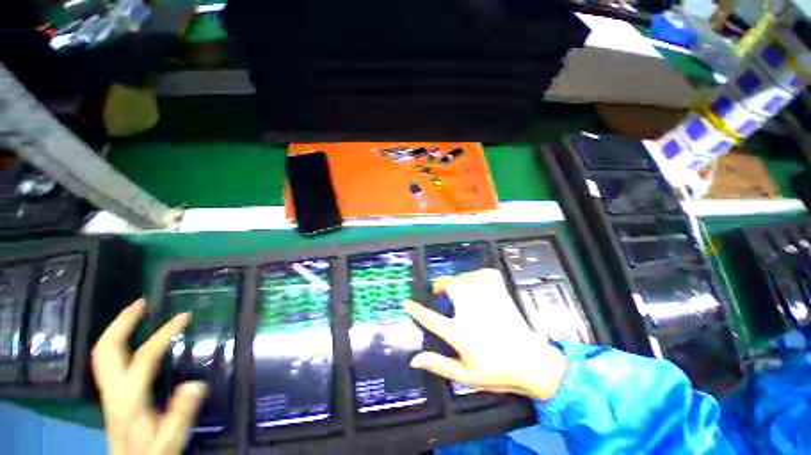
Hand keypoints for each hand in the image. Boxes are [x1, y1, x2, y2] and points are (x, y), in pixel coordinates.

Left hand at [92, 298, 207, 454]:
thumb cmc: (152, 453)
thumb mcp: (170, 440)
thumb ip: (181, 414)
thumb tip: (196, 383)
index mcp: (129, 399)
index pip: (144, 358)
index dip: (163, 334)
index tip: (184, 316)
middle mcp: (114, 391)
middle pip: (106, 350)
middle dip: (121, 322)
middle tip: (141, 303)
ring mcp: (109, 393)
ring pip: (102, 355)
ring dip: (116, 330)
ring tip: (135, 314)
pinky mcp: (112, 395)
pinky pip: (107, 362)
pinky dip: (116, 344)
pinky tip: (130, 342)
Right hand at [404, 269, 566, 400]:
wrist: (533, 365)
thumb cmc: (497, 372)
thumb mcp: (465, 376)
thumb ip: (439, 365)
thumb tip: (414, 360)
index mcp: (460, 333)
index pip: (430, 318)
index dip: (415, 310)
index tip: (406, 303)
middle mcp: (471, 312)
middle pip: (450, 285)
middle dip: (440, 283)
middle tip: (438, 290)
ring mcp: (488, 300)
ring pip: (467, 277)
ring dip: (459, 279)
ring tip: (457, 287)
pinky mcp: (501, 295)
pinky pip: (488, 274)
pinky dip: (480, 273)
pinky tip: (477, 280)